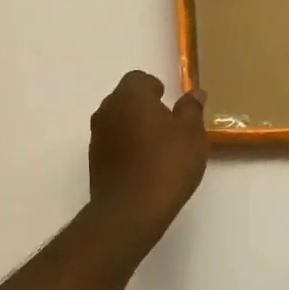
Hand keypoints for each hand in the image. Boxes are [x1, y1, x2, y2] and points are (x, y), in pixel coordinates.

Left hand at [88, 71, 208, 249]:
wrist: (130, 210)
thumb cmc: (166, 164)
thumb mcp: (191, 135)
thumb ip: (192, 110)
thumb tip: (195, 94)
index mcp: (130, 95)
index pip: (139, 79)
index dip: (155, 88)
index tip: (169, 102)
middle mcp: (107, 109)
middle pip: (125, 98)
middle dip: (144, 107)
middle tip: (167, 125)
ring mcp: (97, 135)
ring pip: (117, 120)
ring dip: (133, 127)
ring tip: (157, 148)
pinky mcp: (94, 160)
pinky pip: (112, 143)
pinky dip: (125, 146)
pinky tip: (143, 165)